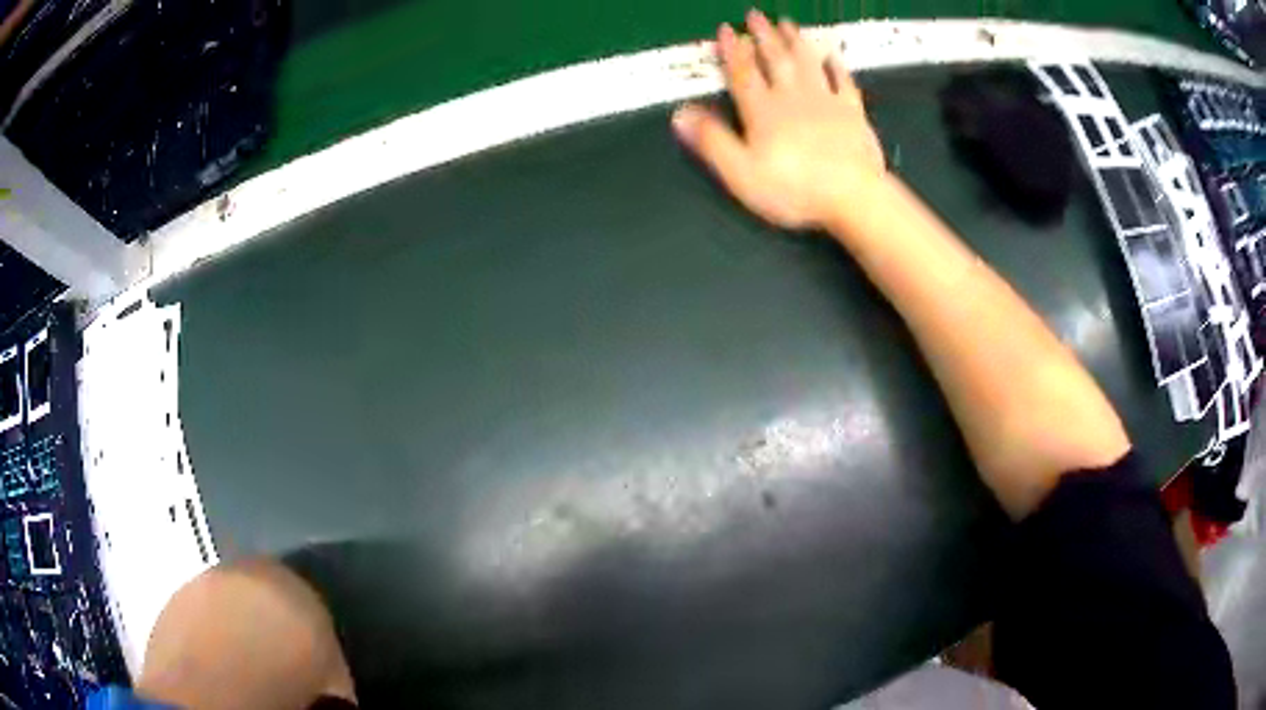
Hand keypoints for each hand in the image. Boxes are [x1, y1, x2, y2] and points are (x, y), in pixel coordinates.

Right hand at [672, 10, 885, 230]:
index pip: (742, 73)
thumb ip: (712, 141)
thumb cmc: (794, 189)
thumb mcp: (741, 173)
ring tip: (786, 23)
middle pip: (775, 60)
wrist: (852, 196)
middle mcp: (792, 97)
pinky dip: (837, 67)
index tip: (726, 29)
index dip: (732, 50)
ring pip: (807, 63)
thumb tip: (681, 114)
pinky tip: (832, 56)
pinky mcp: (853, 113)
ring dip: (795, 41)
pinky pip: (844, 83)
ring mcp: (825, 102)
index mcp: (763, 110)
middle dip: (763, 36)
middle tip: (755, 15)